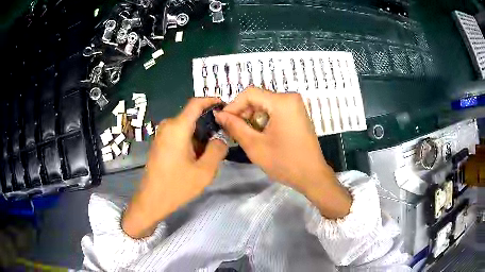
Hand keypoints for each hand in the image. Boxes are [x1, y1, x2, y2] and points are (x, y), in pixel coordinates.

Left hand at [122, 98, 227, 237]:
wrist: (151, 200)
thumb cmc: (177, 186)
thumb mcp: (205, 171)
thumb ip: (217, 150)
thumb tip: (220, 139)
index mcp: (178, 127)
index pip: (196, 103)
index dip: (211, 100)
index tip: (225, 105)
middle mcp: (168, 126)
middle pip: (192, 116)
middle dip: (208, 123)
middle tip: (223, 136)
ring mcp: (162, 134)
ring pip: (186, 126)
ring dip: (200, 134)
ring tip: (212, 150)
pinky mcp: (160, 143)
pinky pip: (178, 134)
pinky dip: (190, 139)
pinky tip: (197, 156)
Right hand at [215, 88, 350, 218]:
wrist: (312, 176)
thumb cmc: (285, 162)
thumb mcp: (255, 145)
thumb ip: (235, 127)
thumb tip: (219, 114)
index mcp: (282, 101)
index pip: (249, 93)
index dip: (233, 106)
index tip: (223, 121)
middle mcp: (290, 98)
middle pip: (258, 98)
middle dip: (243, 113)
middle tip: (232, 131)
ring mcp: (295, 106)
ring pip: (265, 105)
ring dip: (252, 118)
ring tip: (244, 135)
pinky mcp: (297, 114)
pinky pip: (274, 111)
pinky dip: (263, 120)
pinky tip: (258, 135)